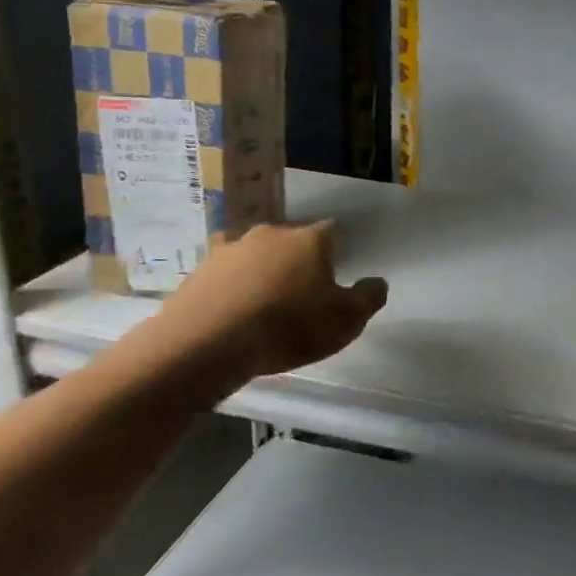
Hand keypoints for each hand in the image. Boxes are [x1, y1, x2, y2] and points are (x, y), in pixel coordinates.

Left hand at [143, 220, 387, 387]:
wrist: (206, 344)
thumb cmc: (288, 327)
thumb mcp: (346, 321)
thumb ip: (368, 298)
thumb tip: (377, 283)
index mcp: (309, 240)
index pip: (331, 231)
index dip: (335, 251)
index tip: (336, 274)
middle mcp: (270, 234)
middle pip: (291, 242)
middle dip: (297, 262)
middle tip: (301, 294)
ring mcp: (229, 250)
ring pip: (255, 257)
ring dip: (262, 275)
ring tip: (263, 308)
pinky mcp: (198, 272)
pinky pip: (225, 278)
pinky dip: (232, 291)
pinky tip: (233, 317)